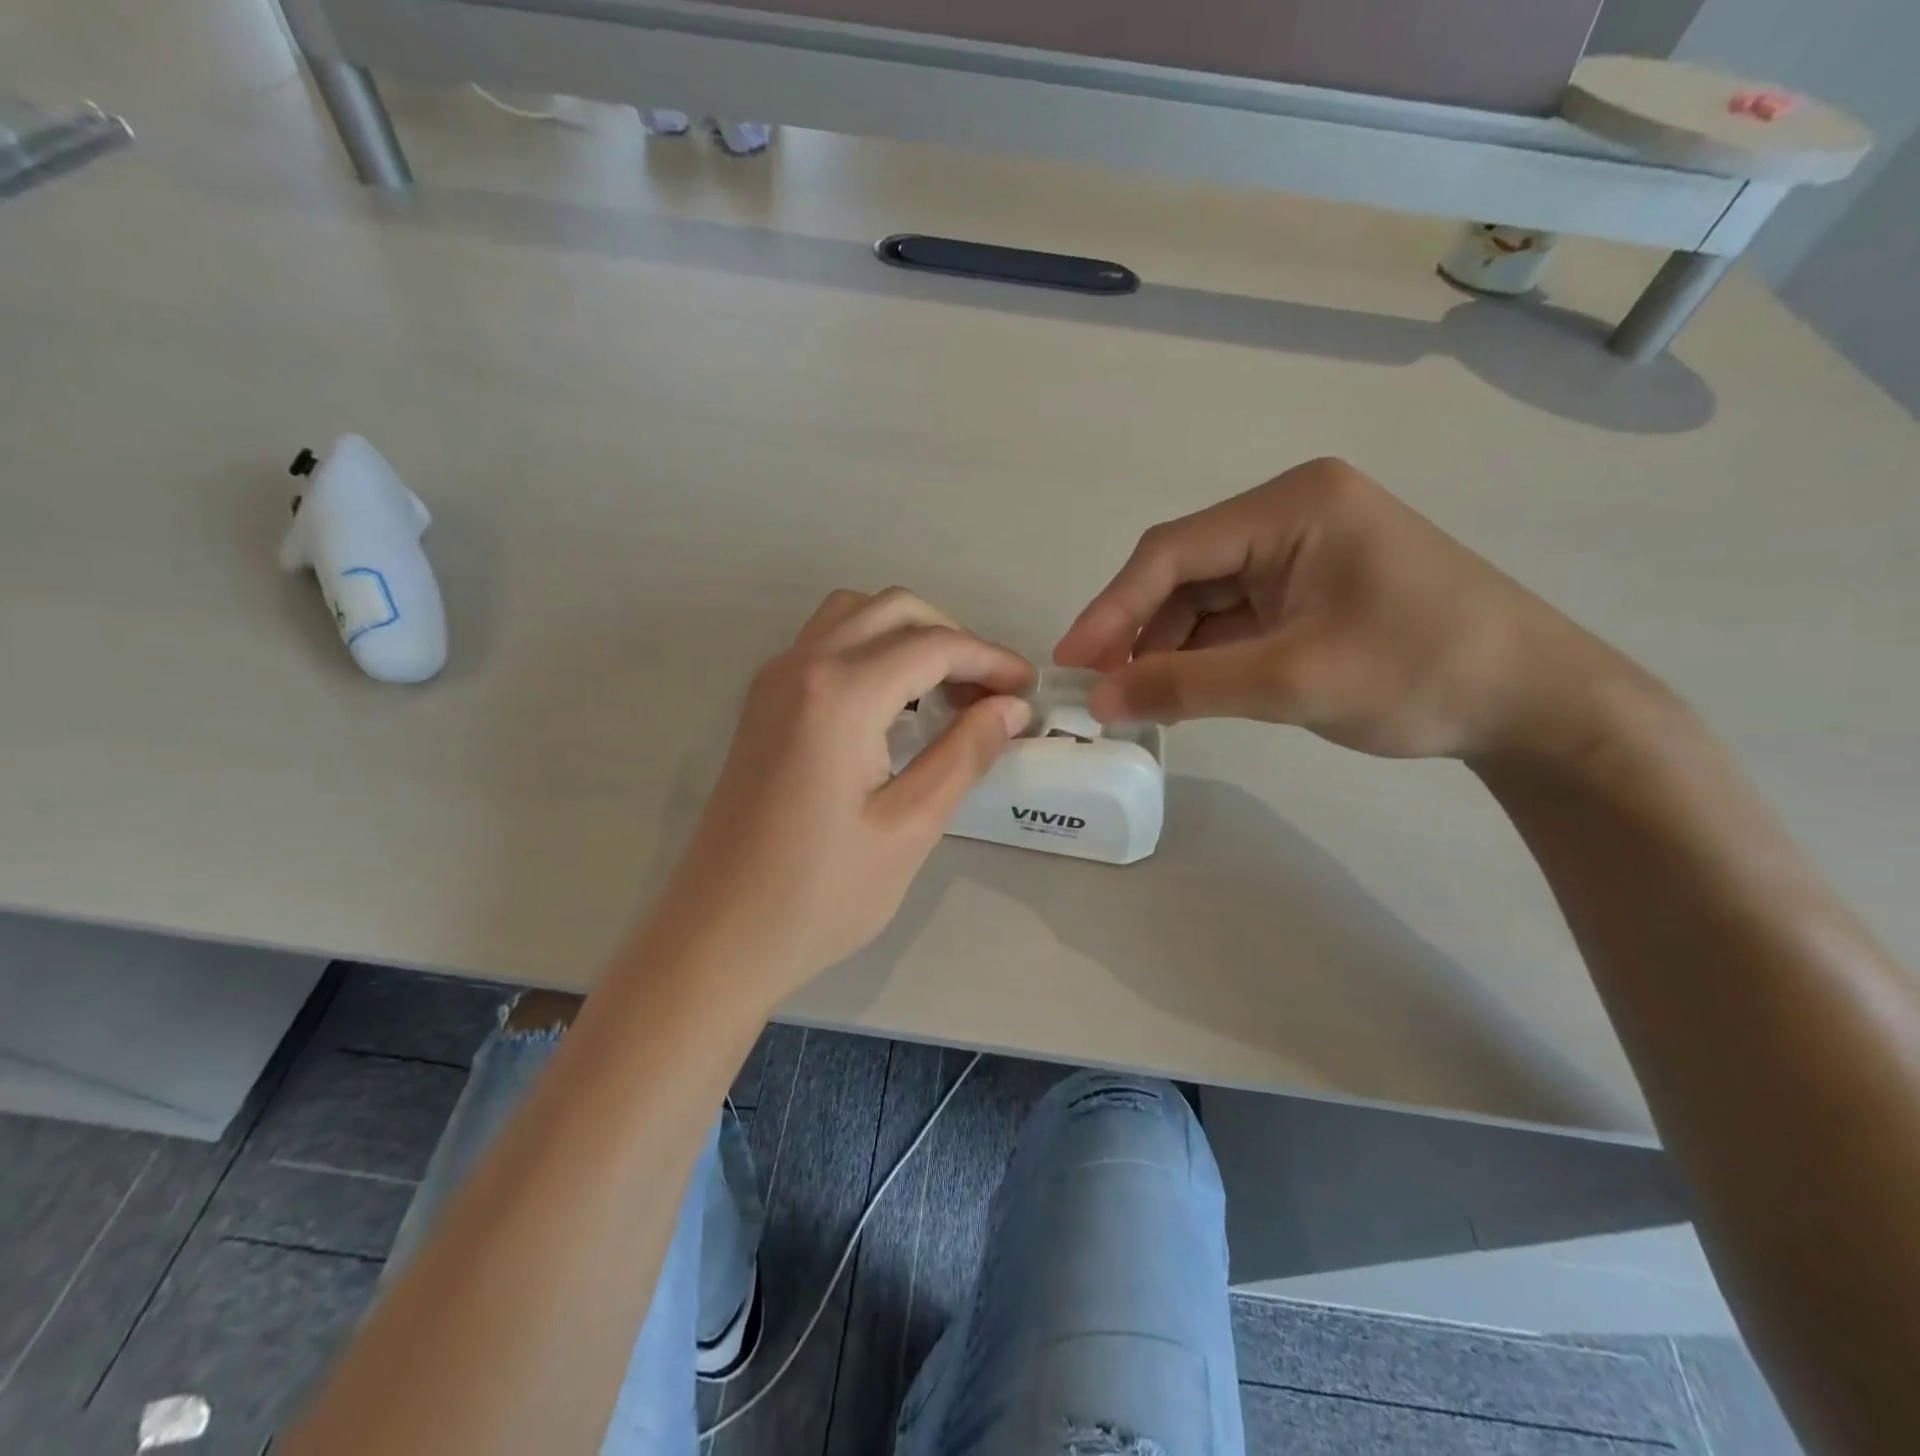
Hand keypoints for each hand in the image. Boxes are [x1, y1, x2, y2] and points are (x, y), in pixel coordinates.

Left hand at [654, 589, 1032, 999]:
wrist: (719, 936)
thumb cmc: (820, 894)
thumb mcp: (909, 827)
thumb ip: (965, 754)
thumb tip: (1011, 708)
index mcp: (840, 694)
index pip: (934, 645)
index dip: (990, 660)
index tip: (1028, 689)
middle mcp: (802, 666)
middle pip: (893, 610)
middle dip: (952, 638)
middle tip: (989, 693)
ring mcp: (773, 681)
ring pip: (854, 616)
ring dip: (908, 636)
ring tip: (945, 692)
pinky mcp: (762, 704)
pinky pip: (825, 643)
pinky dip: (871, 650)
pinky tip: (895, 705)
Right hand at [1055, 457, 1637, 761]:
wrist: (1536, 704)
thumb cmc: (1424, 674)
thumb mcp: (1294, 682)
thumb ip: (1187, 688)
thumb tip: (1098, 702)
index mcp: (1293, 506)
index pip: (1173, 552)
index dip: (1112, 609)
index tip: (1070, 662)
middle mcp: (1290, 516)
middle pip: (1184, 573)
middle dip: (1138, 633)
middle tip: (1098, 690)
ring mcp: (1301, 554)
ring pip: (1204, 601)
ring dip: (1167, 650)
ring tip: (1136, 703)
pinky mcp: (1309, 591)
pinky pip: (1233, 620)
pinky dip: (1203, 658)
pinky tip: (1181, 694)